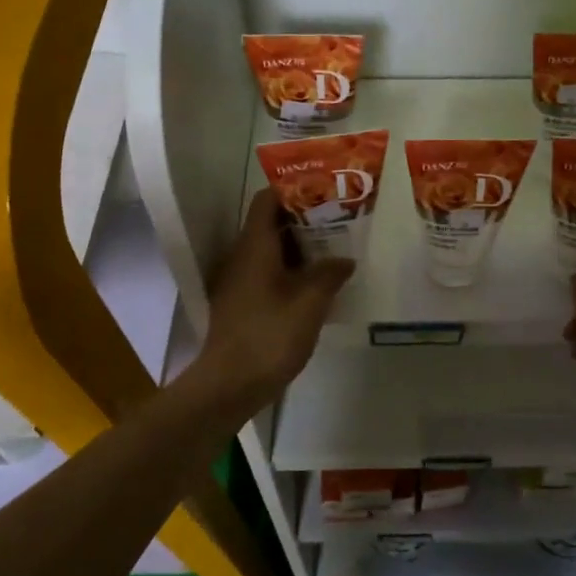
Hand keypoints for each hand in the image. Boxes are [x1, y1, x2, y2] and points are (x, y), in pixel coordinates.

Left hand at [193, 189, 354, 415]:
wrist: (230, 385)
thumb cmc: (270, 335)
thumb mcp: (310, 301)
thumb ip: (329, 273)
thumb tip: (345, 259)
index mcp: (255, 245)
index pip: (267, 200)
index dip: (294, 190)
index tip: (325, 191)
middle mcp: (242, 256)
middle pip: (271, 223)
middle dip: (305, 219)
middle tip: (340, 220)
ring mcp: (239, 281)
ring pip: (271, 250)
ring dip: (301, 246)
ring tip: (335, 248)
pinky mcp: (242, 303)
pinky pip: (268, 272)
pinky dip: (292, 269)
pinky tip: (318, 283)